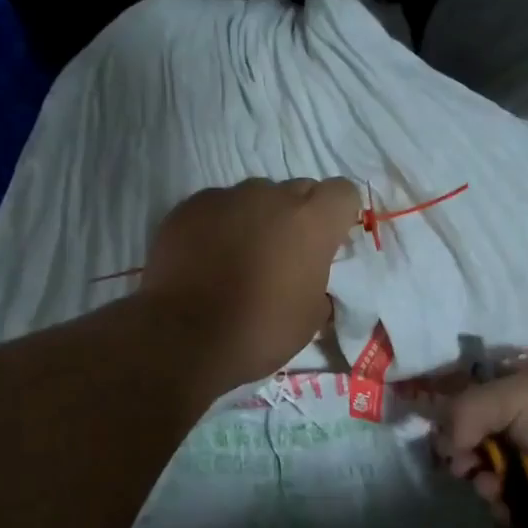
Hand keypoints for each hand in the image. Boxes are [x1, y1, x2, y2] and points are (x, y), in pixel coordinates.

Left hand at [142, 177, 360, 389]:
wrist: (184, 338)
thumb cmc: (260, 331)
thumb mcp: (310, 317)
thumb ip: (318, 281)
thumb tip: (309, 276)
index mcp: (311, 222)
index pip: (343, 192)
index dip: (338, 215)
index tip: (329, 241)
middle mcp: (272, 197)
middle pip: (298, 190)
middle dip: (297, 216)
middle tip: (284, 254)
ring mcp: (227, 197)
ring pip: (254, 197)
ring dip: (256, 219)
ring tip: (239, 256)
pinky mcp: (189, 206)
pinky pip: (216, 206)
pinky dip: (219, 225)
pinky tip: (207, 257)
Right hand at [435, 352, 527, 527]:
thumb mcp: (513, 395)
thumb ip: (464, 412)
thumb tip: (441, 445)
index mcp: (521, 383)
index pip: (469, 399)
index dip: (451, 420)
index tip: (445, 440)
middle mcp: (527, 421)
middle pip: (474, 444)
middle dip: (466, 459)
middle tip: (470, 469)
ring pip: (490, 482)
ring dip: (486, 489)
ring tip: (498, 492)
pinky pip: (514, 514)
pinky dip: (507, 517)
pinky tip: (514, 516)